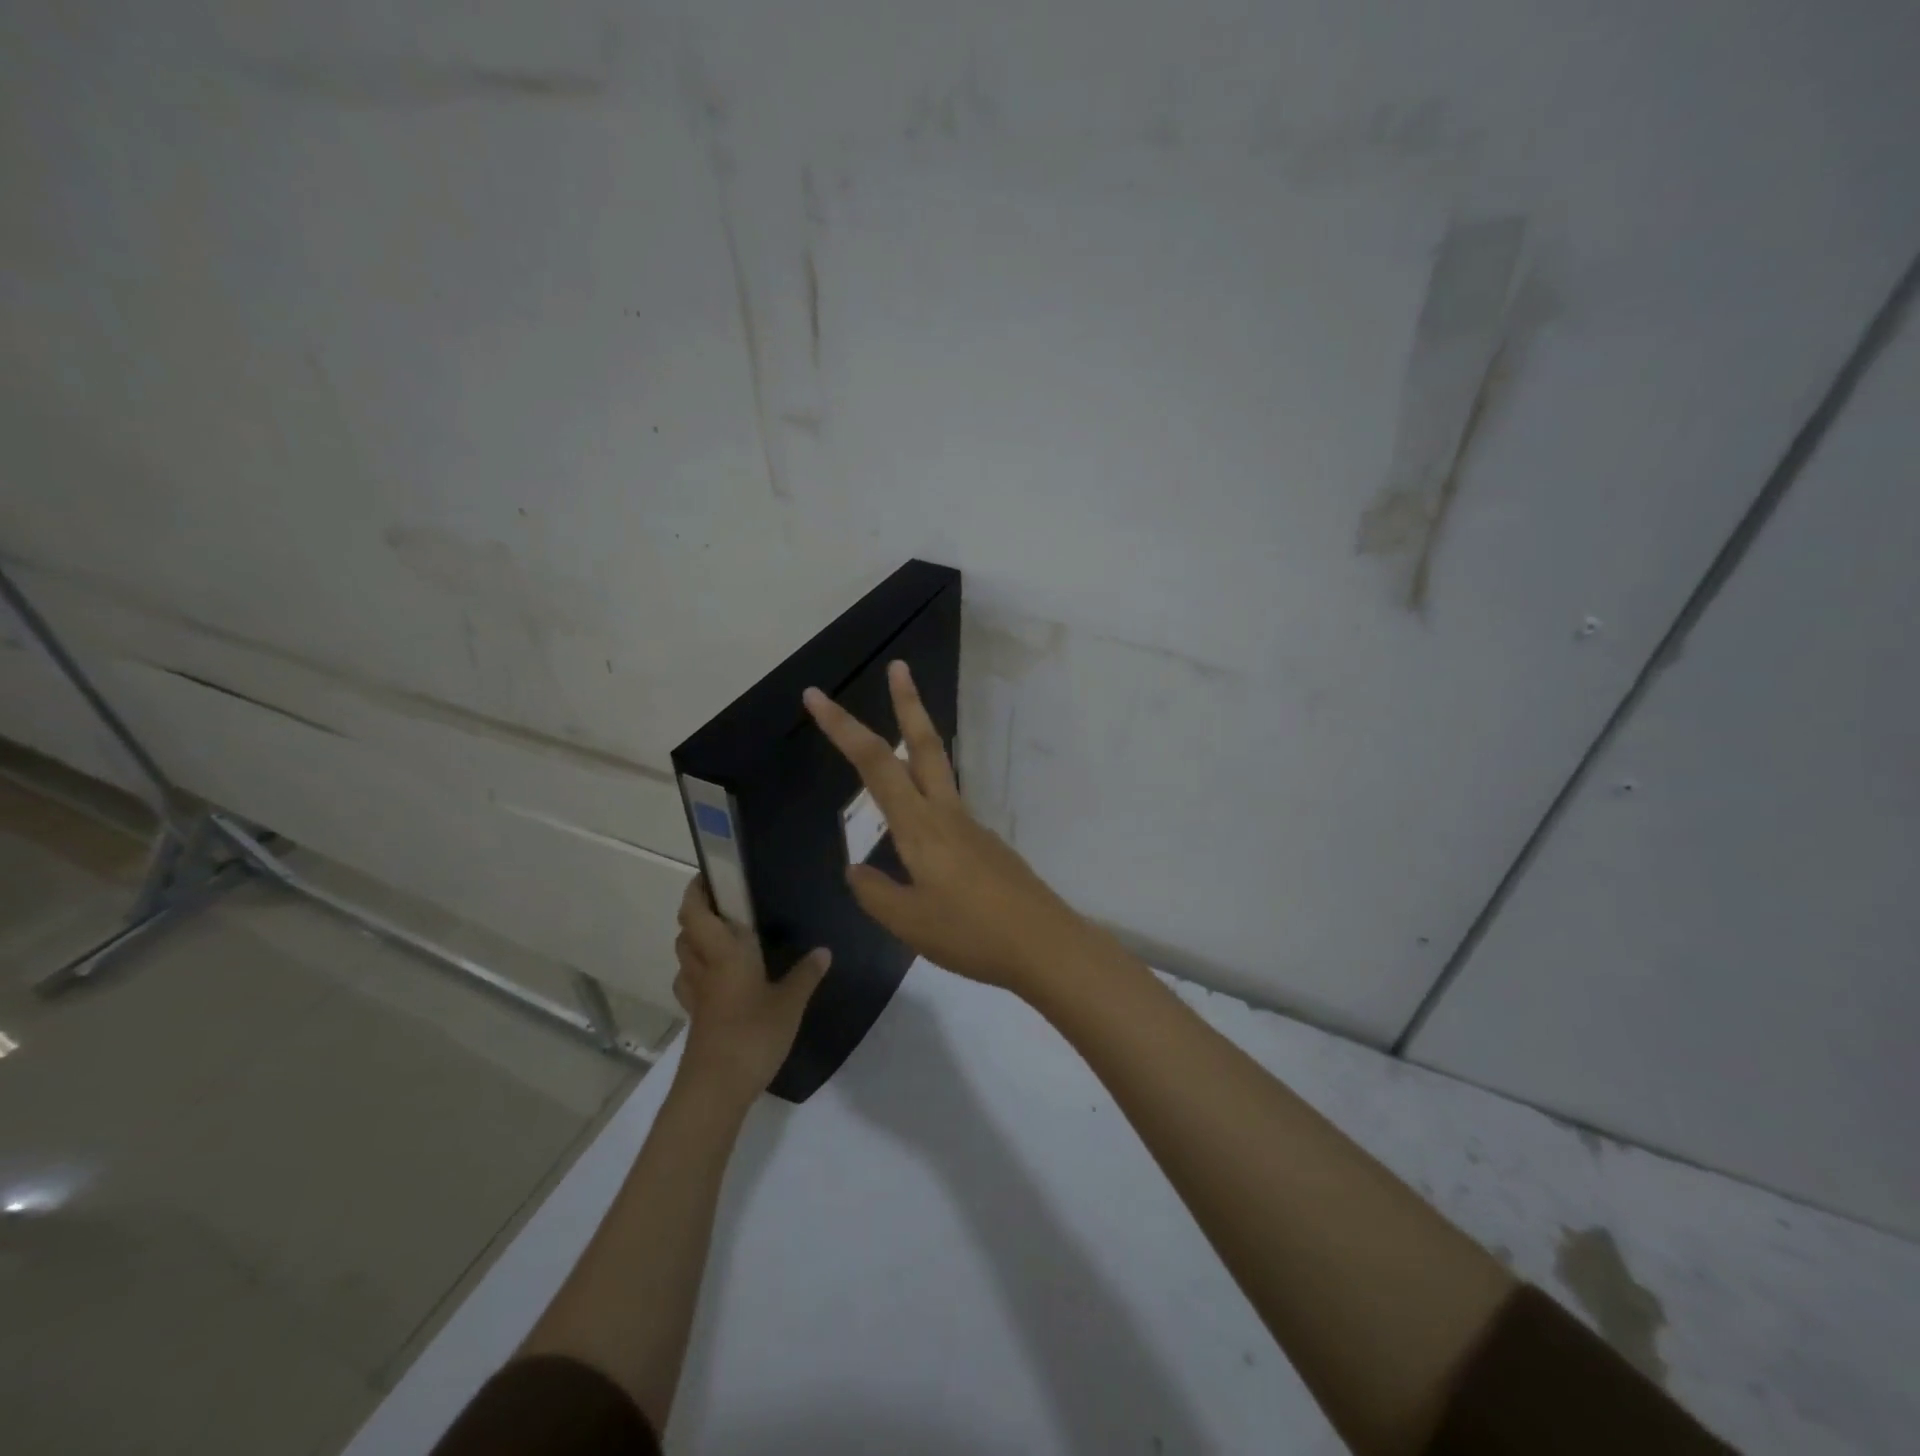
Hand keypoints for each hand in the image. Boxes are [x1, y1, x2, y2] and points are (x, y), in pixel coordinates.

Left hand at [672, 878, 829, 1101]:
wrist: (716, 1088)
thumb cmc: (753, 1034)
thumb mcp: (790, 1003)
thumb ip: (806, 974)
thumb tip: (823, 950)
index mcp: (724, 953)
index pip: (696, 912)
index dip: (696, 891)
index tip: (709, 876)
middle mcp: (704, 967)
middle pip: (686, 932)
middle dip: (698, 915)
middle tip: (727, 907)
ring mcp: (696, 996)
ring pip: (684, 958)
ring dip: (695, 943)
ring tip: (724, 939)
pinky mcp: (696, 1019)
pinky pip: (691, 984)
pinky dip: (699, 973)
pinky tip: (721, 981)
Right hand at [803, 660, 1095, 997]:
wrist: (1045, 945)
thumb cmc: (972, 934)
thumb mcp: (909, 923)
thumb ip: (875, 893)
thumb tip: (855, 870)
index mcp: (920, 827)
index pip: (874, 764)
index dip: (842, 727)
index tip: (816, 696)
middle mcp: (947, 814)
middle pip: (924, 745)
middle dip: (908, 703)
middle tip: (900, 667)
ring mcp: (972, 827)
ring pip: (938, 772)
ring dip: (917, 742)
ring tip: (896, 736)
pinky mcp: (986, 846)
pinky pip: (948, 810)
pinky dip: (926, 799)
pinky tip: (919, 839)